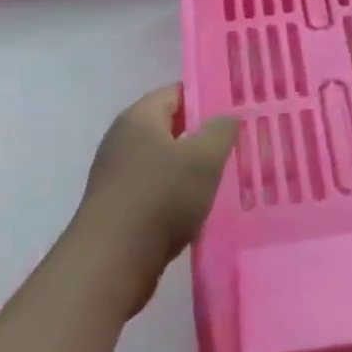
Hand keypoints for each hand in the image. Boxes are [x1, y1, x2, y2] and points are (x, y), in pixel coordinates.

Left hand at [69, 85, 239, 314]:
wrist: (112, 260)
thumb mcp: (204, 158)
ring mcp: (117, 173)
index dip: (207, 96)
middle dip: (203, 133)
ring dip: (191, 166)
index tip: (237, 108)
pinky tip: (199, 206)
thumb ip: (221, 130)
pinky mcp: (119, 204)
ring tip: (226, 175)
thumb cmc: (161, 197)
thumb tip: (227, 116)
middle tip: (238, 142)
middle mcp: (123, 139)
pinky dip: (177, 191)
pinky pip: (155, 187)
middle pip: (170, 125)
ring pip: (164, 159)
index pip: (176, 91)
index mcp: (139, 117)